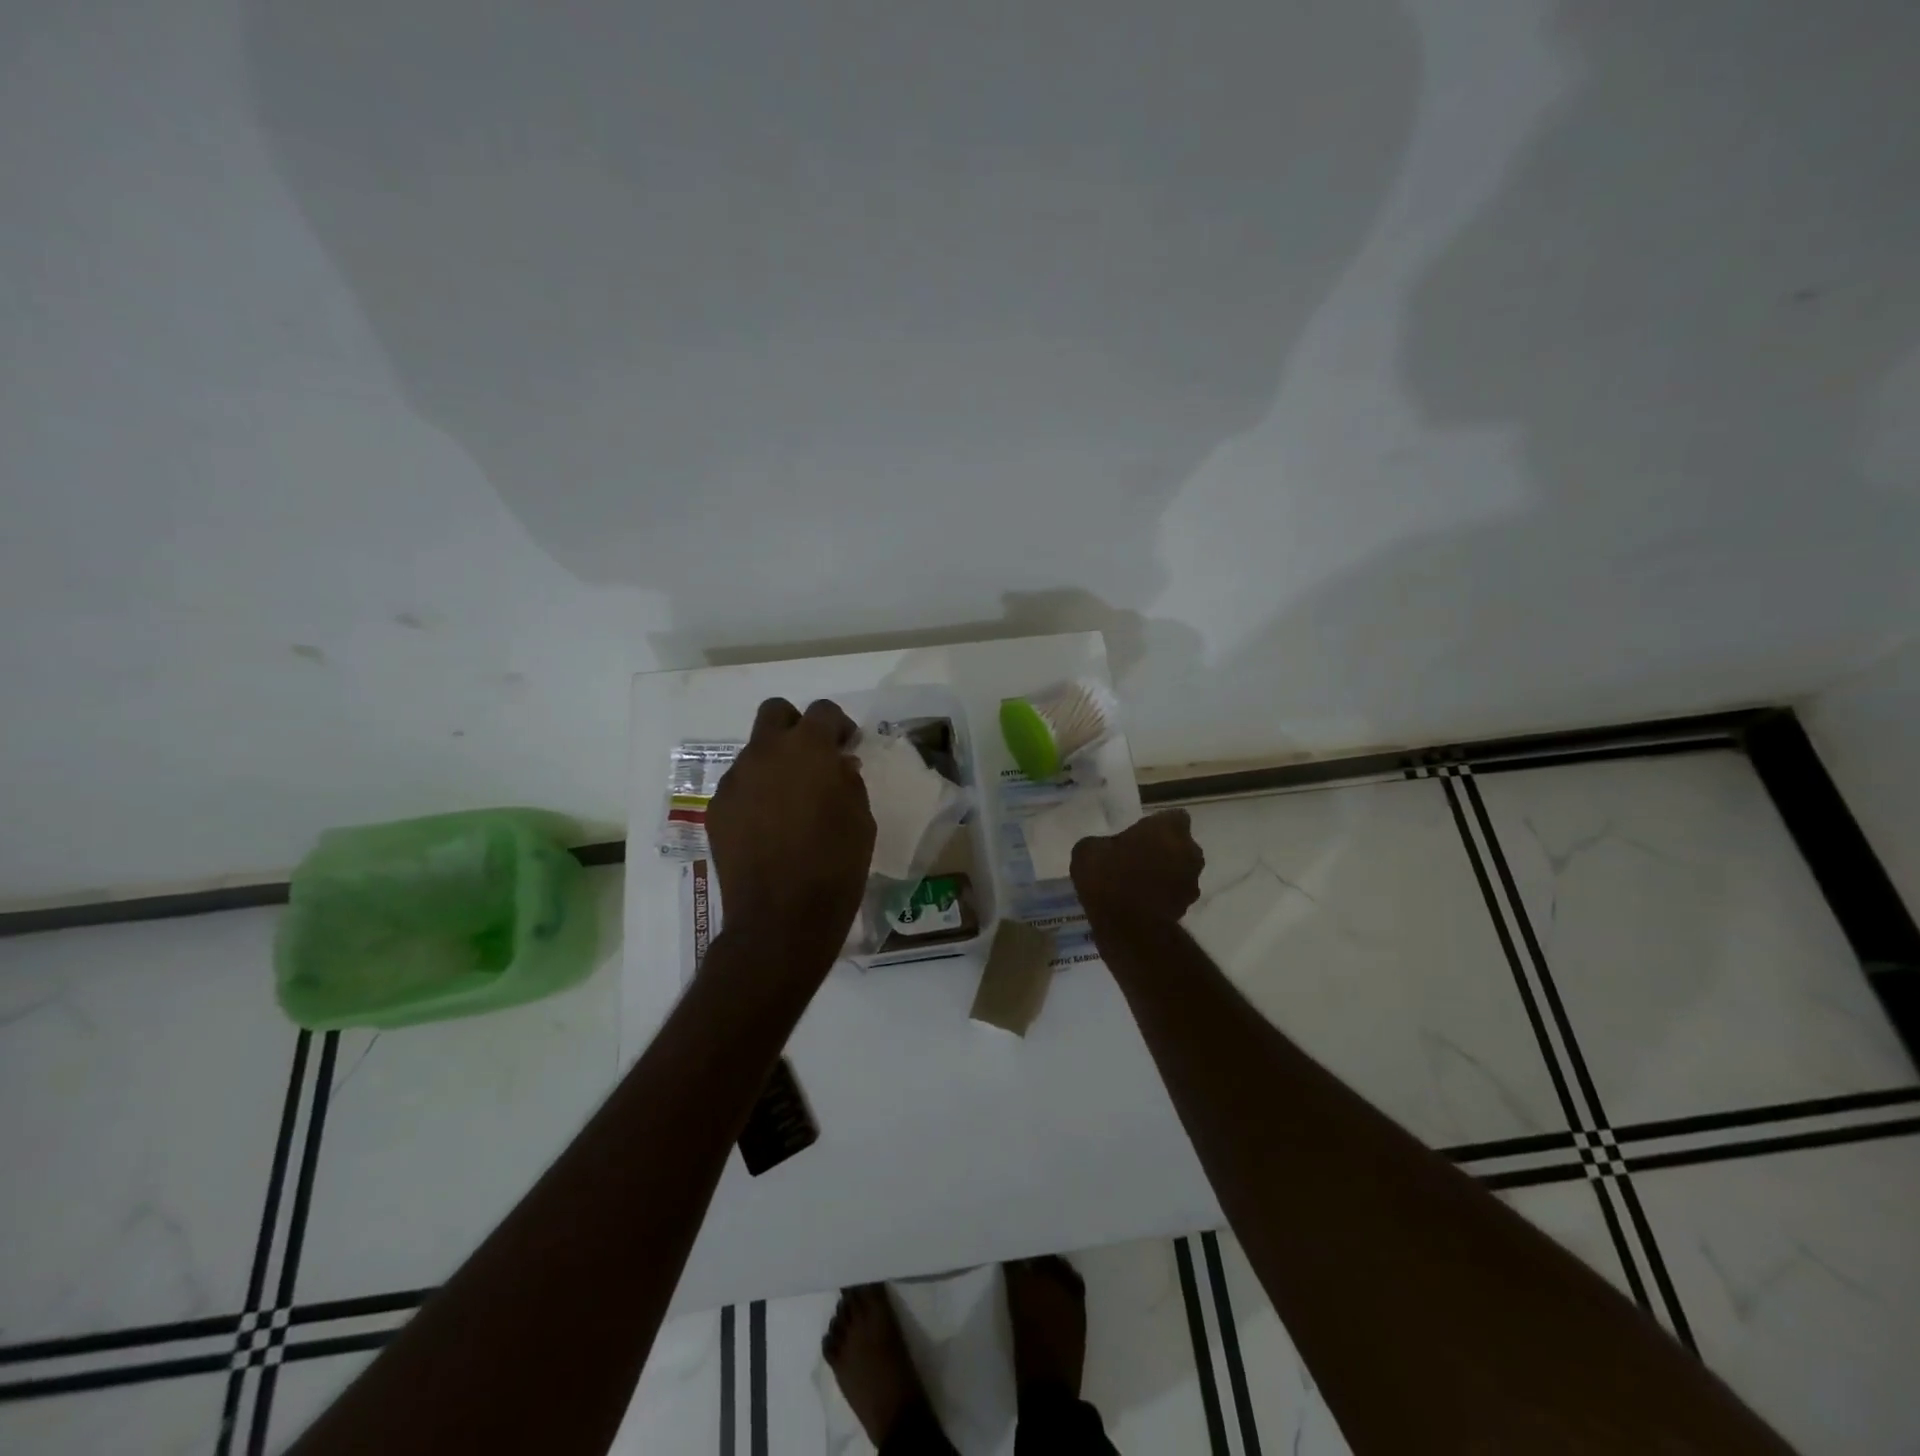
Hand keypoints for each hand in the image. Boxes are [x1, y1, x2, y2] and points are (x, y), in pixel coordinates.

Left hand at [708, 698, 875, 950]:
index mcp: (807, 749)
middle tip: (813, 759)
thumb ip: (848, 781)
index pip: (823, 711)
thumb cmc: (835, 865)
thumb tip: (838, 765)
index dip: (838, 724)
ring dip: (774, 764)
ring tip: (790, 802)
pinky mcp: (717, 810)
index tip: (847, 746)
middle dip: (796, 726)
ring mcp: (735, 781)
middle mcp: (765, 753)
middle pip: (775, 712)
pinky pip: (740, 786)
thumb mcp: (861, 819)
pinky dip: (756, 794)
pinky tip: (769, 827)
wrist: (781, 918)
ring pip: (755, 752)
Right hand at [1071, 810, 1204, 926]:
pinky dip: (1162, 895)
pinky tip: (1139, 902)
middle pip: (1180, 844)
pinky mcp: (1187, 908)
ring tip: (1136, 883)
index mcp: (1168, 829)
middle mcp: (1189, 851)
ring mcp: (1191, 881)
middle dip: (1163, 848)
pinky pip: (1174, 893)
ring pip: (1180, 869)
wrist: (1127, 928)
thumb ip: (1102, 844)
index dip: (1157, 825)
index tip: (1138, 834)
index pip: (1173, 817)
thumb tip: (1104, 850)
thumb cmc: (1108, 878)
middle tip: (1136, 856)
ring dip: (1165, 873)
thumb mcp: (1087, 851)